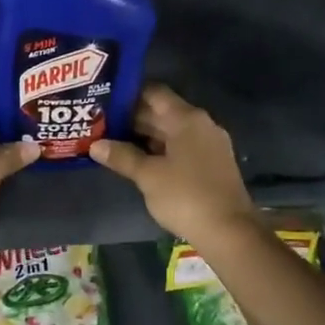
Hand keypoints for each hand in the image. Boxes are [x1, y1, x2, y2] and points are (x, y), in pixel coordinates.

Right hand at [91, 84, 257, 244]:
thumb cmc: (185, 196)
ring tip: (111, 140)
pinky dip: (159, 150)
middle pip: (162, 112)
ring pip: (170, 132)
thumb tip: (95, 145)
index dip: (128, 94)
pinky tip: (137, 160)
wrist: (229, 231)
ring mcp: (208, 145)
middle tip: (100, 123)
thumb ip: (122, 156)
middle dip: (131, 118)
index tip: (104, 100)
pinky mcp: (210, 164)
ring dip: (144, 136)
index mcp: (186, 119)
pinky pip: (180, 148)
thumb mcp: (148, 176)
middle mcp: (200, 125)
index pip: (154, 93)